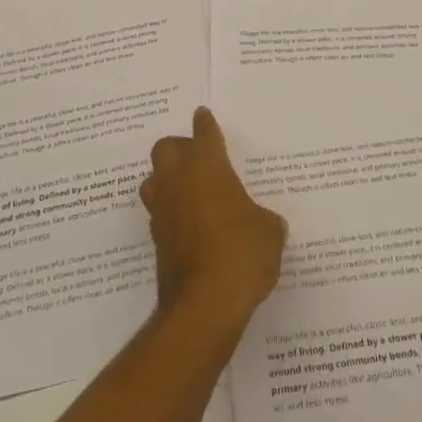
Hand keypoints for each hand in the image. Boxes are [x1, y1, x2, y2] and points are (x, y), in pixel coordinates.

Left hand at [142, 107, 286, 334]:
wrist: (204, 305)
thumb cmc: (242, 253)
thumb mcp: (269, 232)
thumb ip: (264, 219)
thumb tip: (261, 222)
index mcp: (207, 167)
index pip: (204, 134)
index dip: (205, 124)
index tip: (203, 115)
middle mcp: (178, 182)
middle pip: (165, 148)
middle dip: (179, 148)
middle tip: (198, 159)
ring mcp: (162, 212)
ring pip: (153, 180)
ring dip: (167, 179)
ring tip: (188, 191)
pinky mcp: (156, 242)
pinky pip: (159, 214)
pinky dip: (170, 213)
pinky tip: (189, 225)